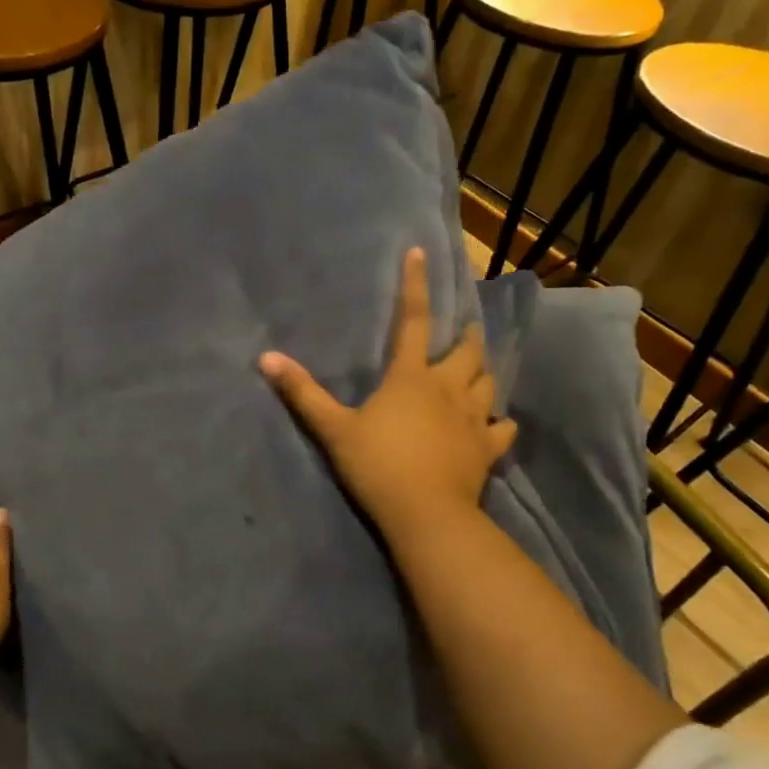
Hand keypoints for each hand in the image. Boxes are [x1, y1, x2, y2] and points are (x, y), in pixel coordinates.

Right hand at [259, 247, 516, 541]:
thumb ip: (302, 393)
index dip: (415, 285)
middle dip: (467, 336)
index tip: (420, 254)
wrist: (426, 514)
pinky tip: (499, 423)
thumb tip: (266, 358)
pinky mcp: (487, 450)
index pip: (413, 320)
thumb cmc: (378, 465)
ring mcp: (472, 419)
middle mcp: (447, 389)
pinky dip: (500, 422)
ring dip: (484, 372)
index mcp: (411, 376)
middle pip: (467, 351)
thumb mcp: (333, 428)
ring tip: (480, 368)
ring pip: (489, 384)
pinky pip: (502, 429)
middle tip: (466, 330)